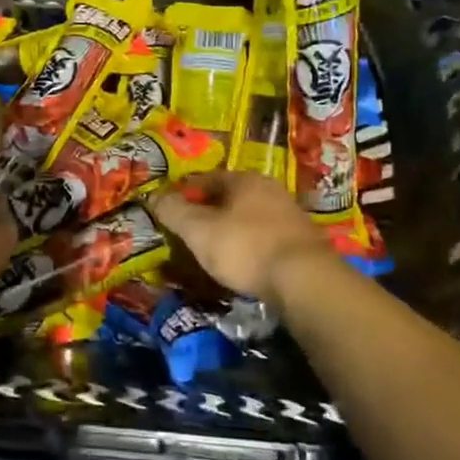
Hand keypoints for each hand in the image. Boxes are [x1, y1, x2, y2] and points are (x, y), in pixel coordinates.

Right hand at [152, 171, 337, 308]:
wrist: (306, 281)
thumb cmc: (245, 248)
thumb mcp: (198, 230)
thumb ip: (173, 211)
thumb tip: (153, 196)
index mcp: (244, 180)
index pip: (206, 178)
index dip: (185, 192)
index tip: (170, 210)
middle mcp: (270, 189)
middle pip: (230, 196)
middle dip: (210, 211)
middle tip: (190, 231)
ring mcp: (291, 215)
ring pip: (250, 217)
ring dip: (232, 229)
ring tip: (215, 250)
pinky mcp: (304, 242)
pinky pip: (266, 238)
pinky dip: (251, 246)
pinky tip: (244, 263)